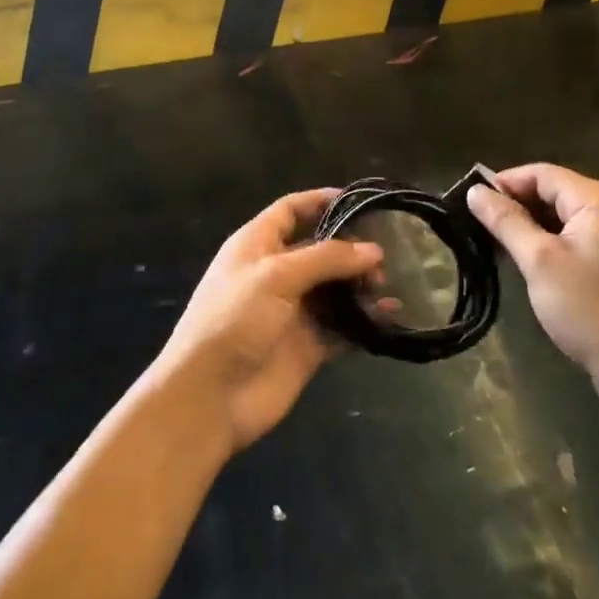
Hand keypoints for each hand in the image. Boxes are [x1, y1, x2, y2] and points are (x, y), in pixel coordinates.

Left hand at [155, 189, 382, 452]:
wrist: (208, 397)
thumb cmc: (234, 319)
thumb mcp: (276, 276)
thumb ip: (327, 259)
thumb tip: (374, 250)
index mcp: (258, 245)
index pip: (291, 210)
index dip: (321, 201)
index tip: (359, 200)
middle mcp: (276, 273)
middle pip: (320, 249)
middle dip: (351, 249)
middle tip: (381, 260)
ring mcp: (292, 311)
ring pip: (335, 289)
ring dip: (360, 285)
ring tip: (385, 287)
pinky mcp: (307, 346)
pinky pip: (342, 326)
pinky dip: (365, 321)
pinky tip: (390, 316)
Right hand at [468, 164, 598, 390]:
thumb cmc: (588, 308)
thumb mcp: (539, 261)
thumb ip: (506, 221)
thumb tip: (475, 191)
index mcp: (598, 199)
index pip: (542, 173)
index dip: (505, 182)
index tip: (473, 202)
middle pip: (555, 191)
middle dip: (517, 204)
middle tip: (481, 225)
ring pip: (566, 215)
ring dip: (533, 225)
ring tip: (499, 244)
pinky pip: (579, 236)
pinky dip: (553, 241)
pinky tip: (530, 261)